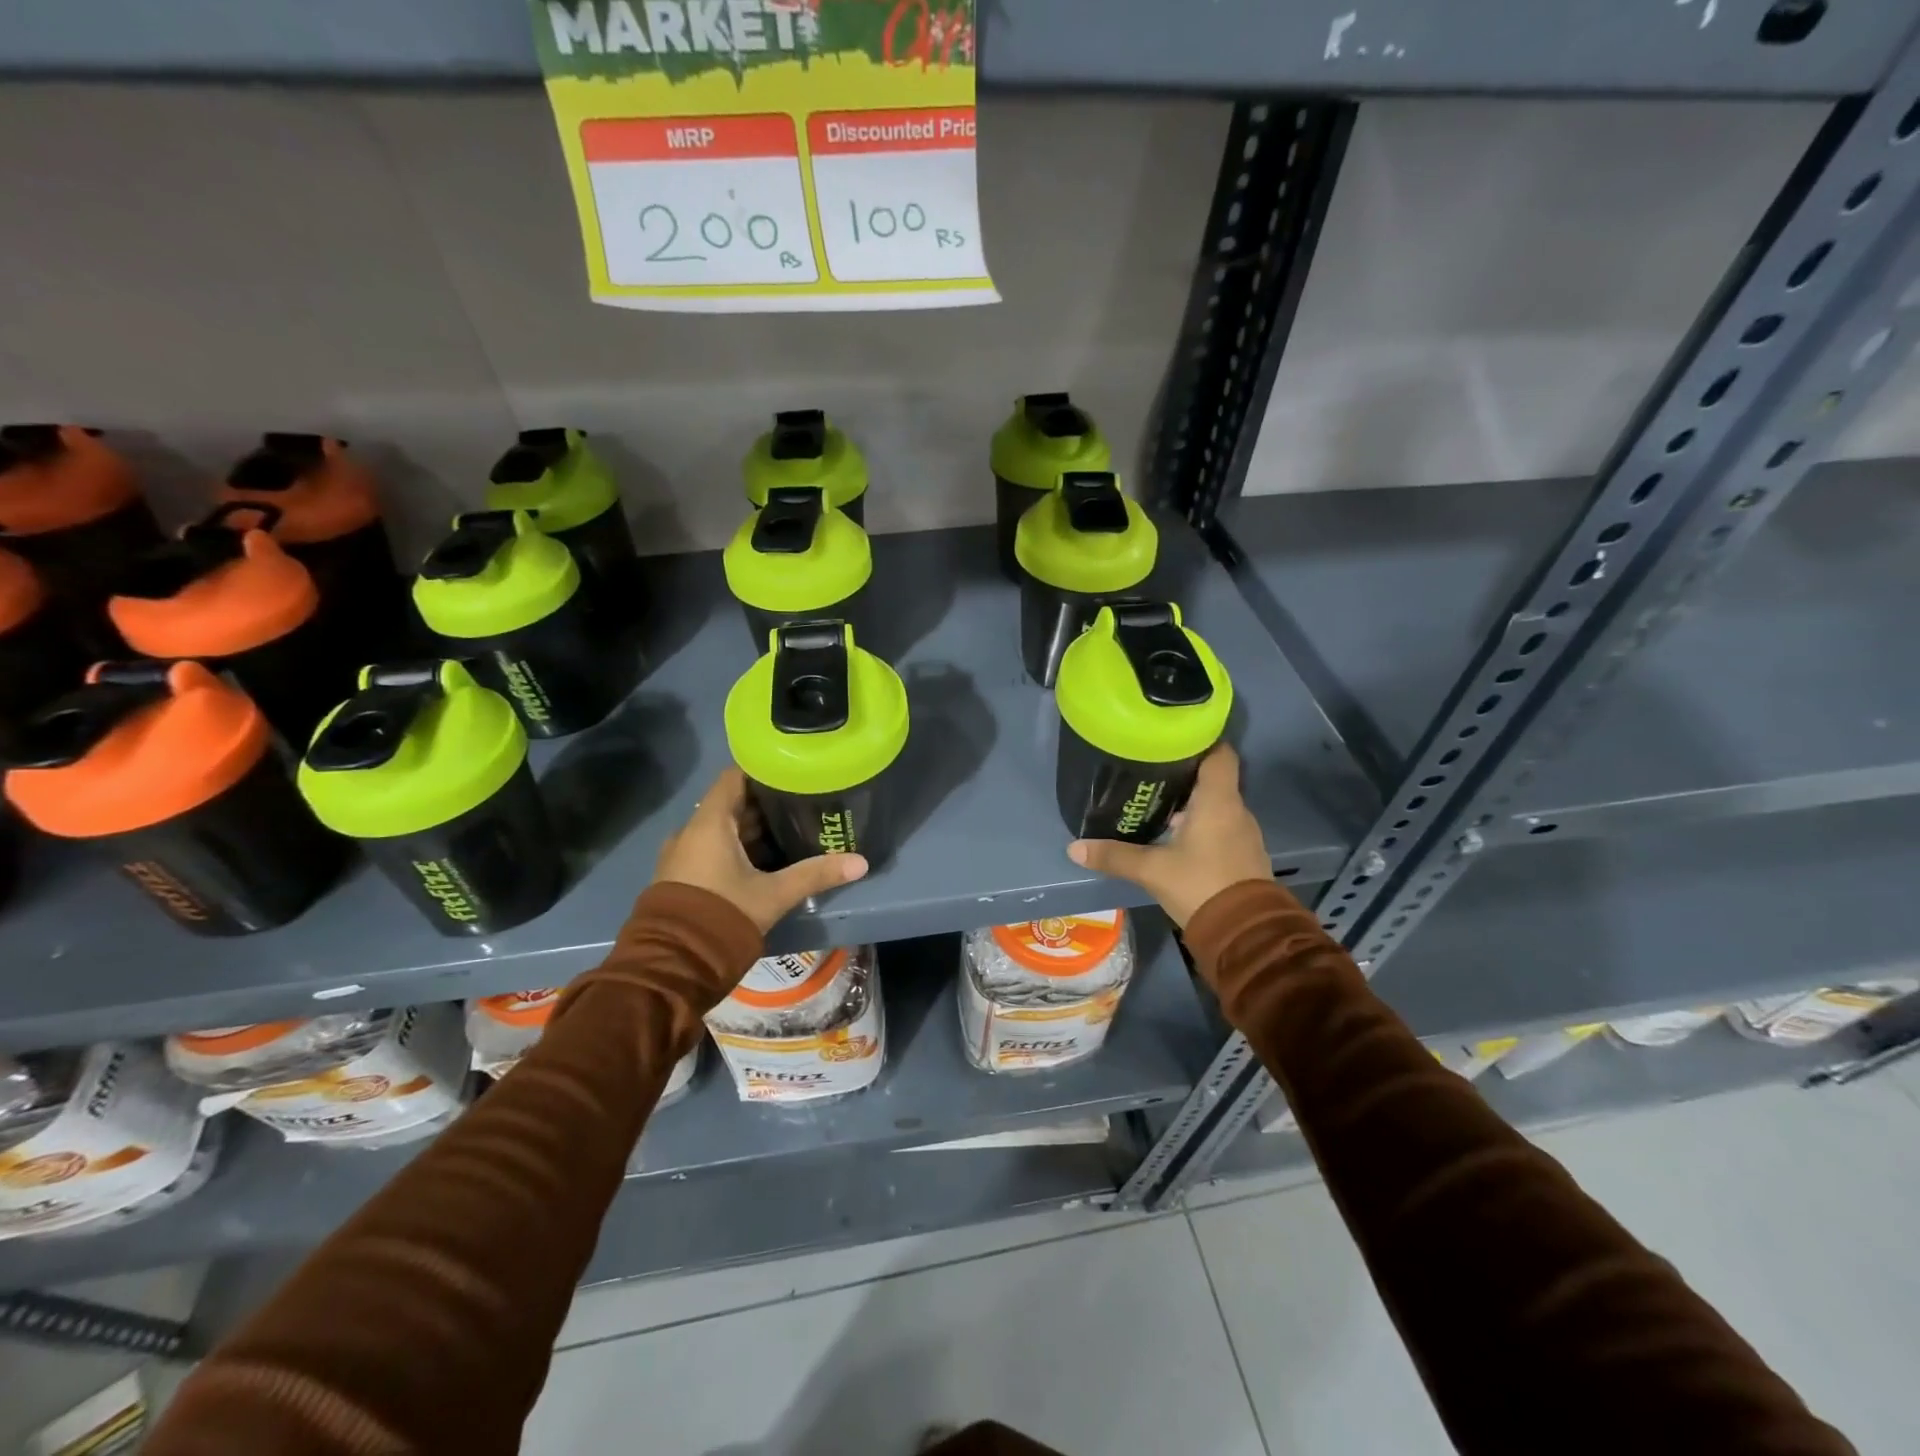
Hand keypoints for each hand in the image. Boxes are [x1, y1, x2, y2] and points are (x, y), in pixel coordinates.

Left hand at [654, 768, 867, 932]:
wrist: (673, 965)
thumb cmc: (723, 915)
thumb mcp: (774, 894)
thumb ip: (815, 874)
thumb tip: (860, 862)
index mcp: (709, 823)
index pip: (734, 777)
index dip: (762, 770)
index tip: (791, 771)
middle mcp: (691, 831)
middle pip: (731, 803)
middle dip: (765, 802)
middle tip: (801, 801)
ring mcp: (682, 854)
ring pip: (722, 829)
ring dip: (752, 828)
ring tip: (790, 827)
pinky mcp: (682, 876)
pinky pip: (712, 848)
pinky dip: (737, 847)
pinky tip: (765, 858)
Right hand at [1067, 743, 1269, 926]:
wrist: (1245, 933)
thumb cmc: (1200, 885)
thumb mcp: (1152, 870)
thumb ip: (1114, 856)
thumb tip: (1074, 848)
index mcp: (1218, 800)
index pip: (1219, 753)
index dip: (1200, 741)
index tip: (1172, 739)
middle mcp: (1236, 810)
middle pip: (1214, 778)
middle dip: (1185, 774)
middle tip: (1151, 771)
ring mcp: (1244, 834)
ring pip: (1217, 805)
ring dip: (1192, 803)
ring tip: (1158, 803)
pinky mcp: (1243, 856)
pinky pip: (1222, 828)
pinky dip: (1202, 825)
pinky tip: (1176, 836)